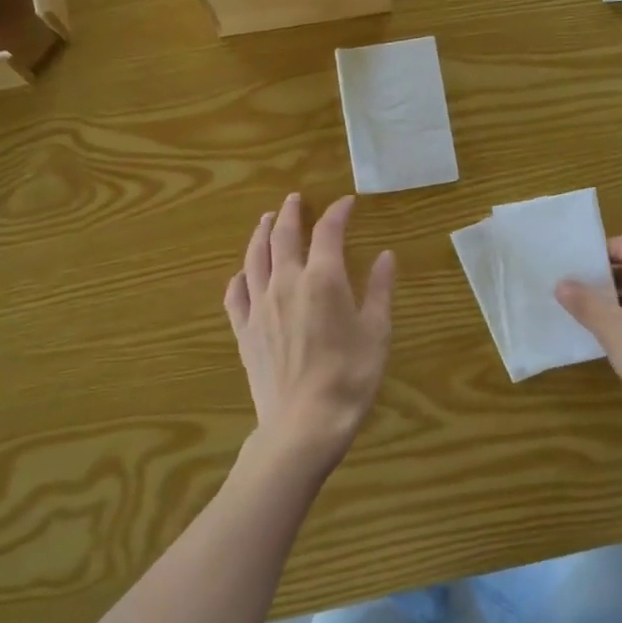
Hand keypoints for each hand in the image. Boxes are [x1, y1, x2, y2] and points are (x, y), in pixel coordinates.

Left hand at [224, 193, 395, 468]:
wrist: (305, 423)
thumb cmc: (350, 377)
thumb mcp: (377, 332)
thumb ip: (380, 289)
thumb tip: (386, 256)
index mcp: (323, 279)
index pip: (328, 232)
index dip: (337, 213)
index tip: (346, 203)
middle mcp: (286, 283)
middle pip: (282, 236)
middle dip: (290, 213)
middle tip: (294, 199)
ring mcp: (259, 306)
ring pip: (254, 258)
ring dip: (261, 234)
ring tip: (265, 220)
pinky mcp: (244, 330)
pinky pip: (235, 294)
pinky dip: (239, 276)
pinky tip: (242, 274)